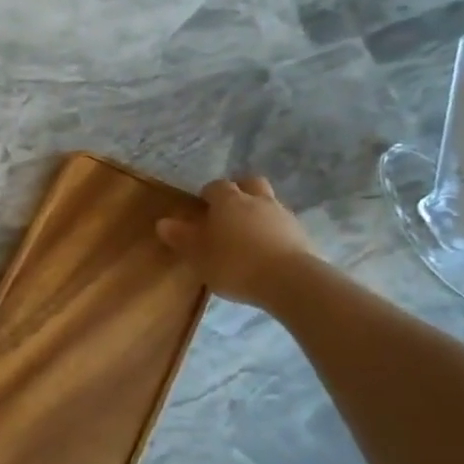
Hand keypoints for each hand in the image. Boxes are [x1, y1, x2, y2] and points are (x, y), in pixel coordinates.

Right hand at [156, 177, 327, 312]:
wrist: (288, 280)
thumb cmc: (234, 264)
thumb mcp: (198, 255)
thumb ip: (181, 237)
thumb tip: (162, 222)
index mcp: (229, 201)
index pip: (216, 186)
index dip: (208, 195)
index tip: (202, 208)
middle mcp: (257, 200)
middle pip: (249, 183)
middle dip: (239, 192)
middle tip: (228, 211)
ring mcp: (282, 214)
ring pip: (268, 202)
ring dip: (258, 211)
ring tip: (248, 234)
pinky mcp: (300, 233)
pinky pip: (282, 224)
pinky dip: (273, 230)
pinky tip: (266, 250)